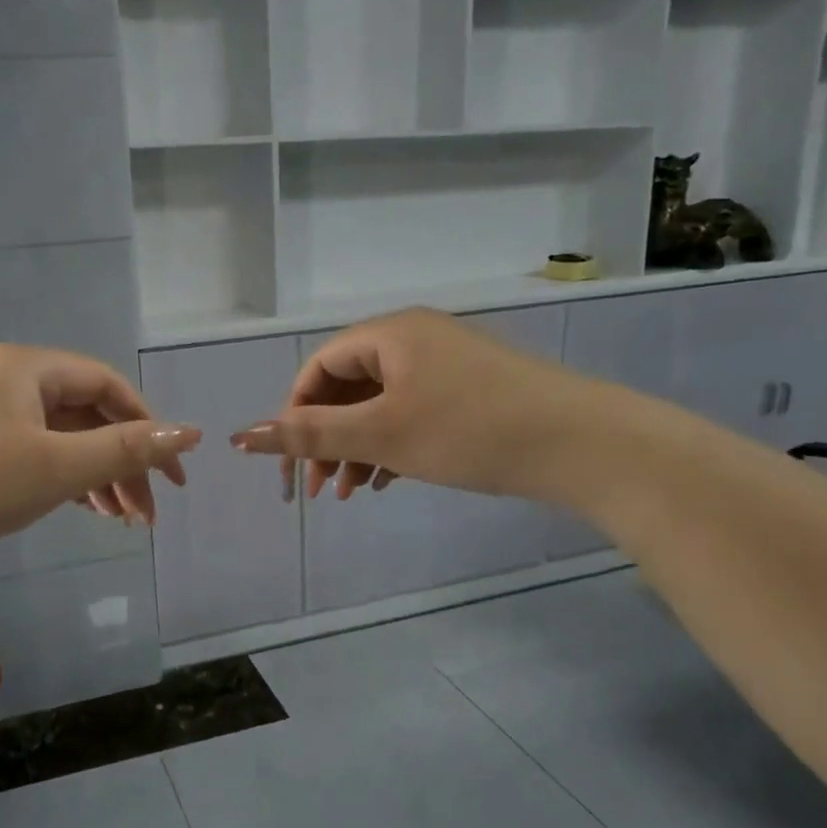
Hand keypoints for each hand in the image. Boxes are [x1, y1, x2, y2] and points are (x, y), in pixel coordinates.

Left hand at [0, 344, 199, 559]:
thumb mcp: (57, 466)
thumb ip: (126, 450)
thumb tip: (191, 434)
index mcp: (29, 367)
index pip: (108, 386)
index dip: (148, 426)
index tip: (172, 476)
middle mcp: (8, 380)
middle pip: (86, 414)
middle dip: (122, 462)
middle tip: (147, 514)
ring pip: (60, 437)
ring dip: (96, 475)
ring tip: (121, 521)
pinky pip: (33, 452)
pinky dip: (63, 478)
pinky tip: (83, 509)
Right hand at [229, 308, 614, 503]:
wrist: (585, 444)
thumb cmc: (469, 430)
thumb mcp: (381, 434)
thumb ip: (309, 434)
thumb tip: (241, 435)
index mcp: (389, 334)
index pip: (319, 367)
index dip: (295, 412)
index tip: (292, 461)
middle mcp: (414, 339)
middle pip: (348, 386)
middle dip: (326, 438)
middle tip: (319, 489)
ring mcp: (446, 364)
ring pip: (380, 404)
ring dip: (356, 447)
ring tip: (350, 493)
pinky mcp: (471, 391)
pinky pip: (412, 413)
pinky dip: (391, 446)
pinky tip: (385, 481)